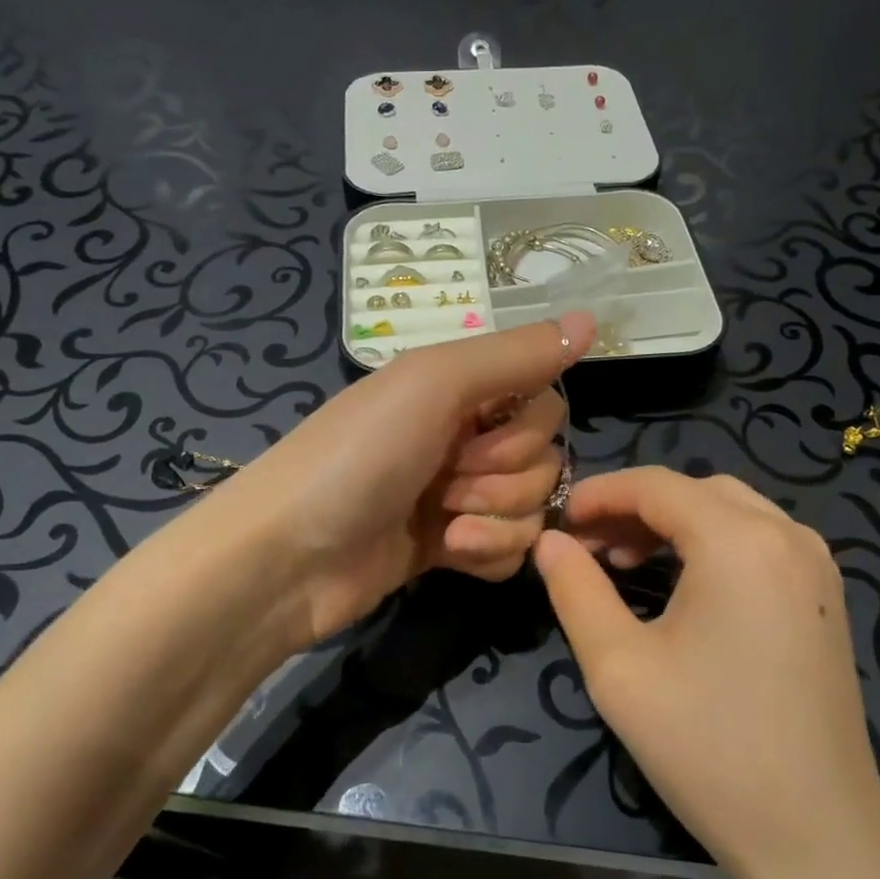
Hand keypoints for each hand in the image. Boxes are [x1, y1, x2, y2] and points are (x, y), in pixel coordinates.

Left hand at [213, 312, 594, 650]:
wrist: (287, 560)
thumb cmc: (358, 456)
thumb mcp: (435, 384)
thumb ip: (515, 354)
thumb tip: (593, 319)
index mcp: (459, 389)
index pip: (544, 399)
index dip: (525, 427)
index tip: (477, 434)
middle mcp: (463, 436)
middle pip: (544, 457)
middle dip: (504, 475)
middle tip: (448, 481)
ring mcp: (457, 495)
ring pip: (532, 507)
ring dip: (495, 517)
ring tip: (445, 525)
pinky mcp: (452, 547)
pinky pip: (512, 549)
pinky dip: (488, 553)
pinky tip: (450, 553)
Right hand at [534, 469, 879, 878]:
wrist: (817, 834)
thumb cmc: (707, 748)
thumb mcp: (618, 667)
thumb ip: (575, 590)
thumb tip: (549, 541)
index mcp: (739, 542)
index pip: (655, 485)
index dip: (599, 493)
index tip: (558, 520)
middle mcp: (786, 534)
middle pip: (694, 491)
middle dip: (633, 507)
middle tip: (587, 546)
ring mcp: (814, 563)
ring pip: (728, 510)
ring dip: (672, 523)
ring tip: (624, 563)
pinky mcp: (824, 594)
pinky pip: (757, 539)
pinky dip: (710, 542)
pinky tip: (680, 582)